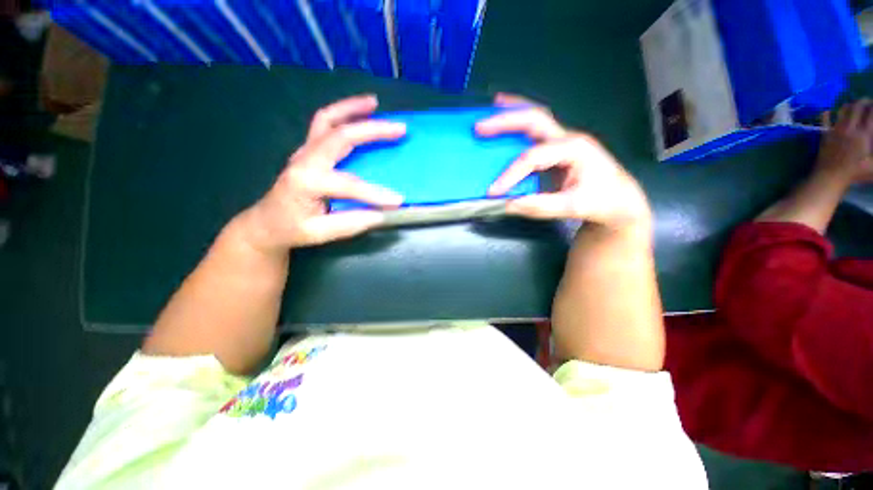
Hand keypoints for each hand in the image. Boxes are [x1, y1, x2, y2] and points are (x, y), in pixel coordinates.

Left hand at [240, 95, 405, 251]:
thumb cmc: (291, 229)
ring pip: (327, 119)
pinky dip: (343, 113)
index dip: (375, 192)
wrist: (266, 222)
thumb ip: (351, 223)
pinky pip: (324, 123)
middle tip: (399, 128)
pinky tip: (359, 112)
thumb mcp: (320, 233)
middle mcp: (304, 159)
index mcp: (306, 182)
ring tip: (374, 103)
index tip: (398, 200)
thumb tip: (383, 213)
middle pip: (340, 135)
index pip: (348, 184)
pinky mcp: (308, 149)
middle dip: (372, 130)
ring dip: (352, 108)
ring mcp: (304, 150)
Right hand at [476, 94, 650, 230]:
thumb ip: (540, 206)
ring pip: (536, 117)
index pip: (533, 158)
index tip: (493, 192)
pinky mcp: (558, 147)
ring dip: (512, 111)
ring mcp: (564, 140)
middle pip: (534, 119)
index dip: (510, 174)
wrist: (621, 200)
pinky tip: (507, 121)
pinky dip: (519, 122)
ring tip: (491, 107)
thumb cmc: (601, 201)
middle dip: (505, 121)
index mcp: (574, 149)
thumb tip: (509, 204)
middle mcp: (568, 138)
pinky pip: (536, 130)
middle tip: (480, 126)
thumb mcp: (573, 207)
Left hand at [817, 100, 872, 183]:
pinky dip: (827, 113)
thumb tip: (872, 139)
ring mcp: (836, 130)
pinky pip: (824, 120)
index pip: (871, 112)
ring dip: (849, 105)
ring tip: (854, 107)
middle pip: (857, 106)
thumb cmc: (855, 172)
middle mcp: (850, 128)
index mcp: (864, 134)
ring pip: (842, 109)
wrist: (830, 177)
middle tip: (868, 103)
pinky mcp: (825, 134)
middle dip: (864, 102)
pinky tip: (829, 111)